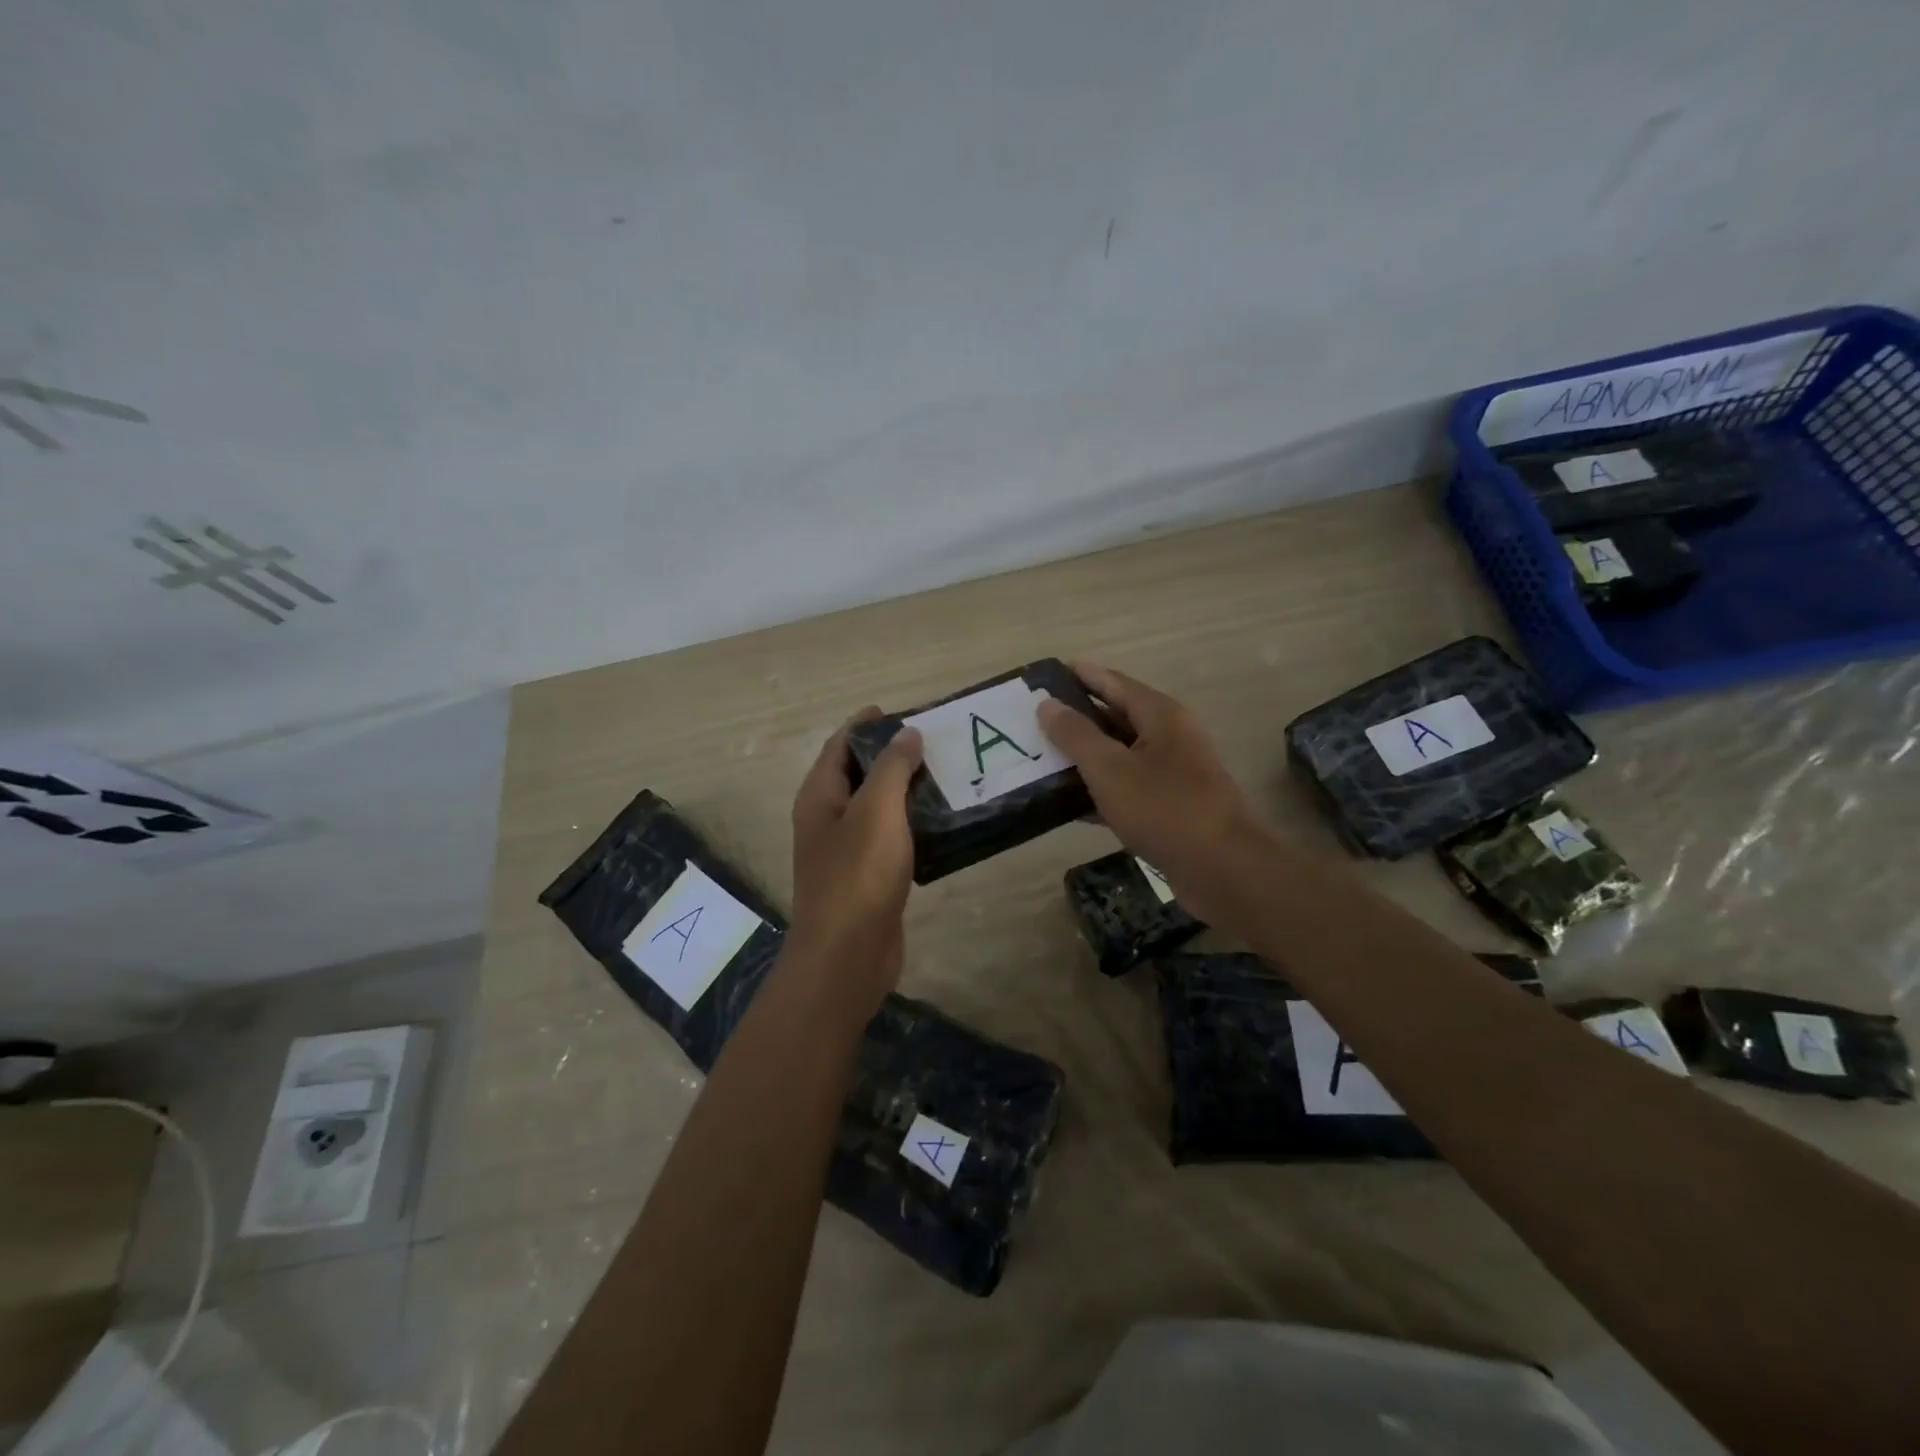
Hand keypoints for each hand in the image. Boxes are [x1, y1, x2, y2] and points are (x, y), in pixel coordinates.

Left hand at [788, 709, 924, 1005]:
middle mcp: (828, 818)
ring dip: (906, 789)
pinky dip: (912, 822)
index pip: (840, 745)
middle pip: (858, 773)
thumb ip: (893, 768)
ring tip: (947, 773)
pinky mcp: (868, 876)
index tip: (901, 710)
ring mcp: (847, 849)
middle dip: (891, 754)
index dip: (866, 724)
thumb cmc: (858, 875)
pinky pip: (891, 836)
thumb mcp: (877, 811)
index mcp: (820, 796)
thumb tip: (907, 734)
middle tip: (935, 741)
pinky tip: (943, 820)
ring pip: (877, 807)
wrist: (848, 955)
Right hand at [1038, 663, 1267, 925]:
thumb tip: (1047, 704)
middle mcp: (1170, 736)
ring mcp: (1172, 772)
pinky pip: (1127, 787)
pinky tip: (1066, 802)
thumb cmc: (1165, 810)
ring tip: (1039, 758)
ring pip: (1119, 754)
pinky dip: (1099, 789)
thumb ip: (1076, 735)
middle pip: (1115, 716)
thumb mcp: (1111, 769)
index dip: (1078, 675)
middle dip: (1075, 718)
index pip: (1112, 682)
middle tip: (1031, 720)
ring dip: (1084, 756)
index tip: (1042, 675)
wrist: (1223, 870)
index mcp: (1160, 715)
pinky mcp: (1170, 806)